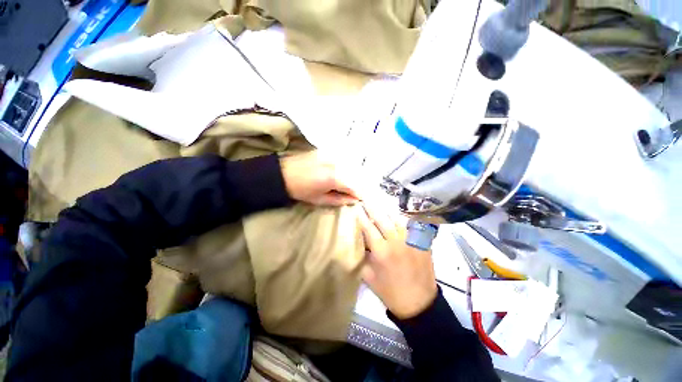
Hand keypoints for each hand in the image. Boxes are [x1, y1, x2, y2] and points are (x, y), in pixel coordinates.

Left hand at [280, 152, 358, 206]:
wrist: (283, 174)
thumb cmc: (301, 190)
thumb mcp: (320, 199)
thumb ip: (340, 200)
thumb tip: (354, 200)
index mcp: (335, 178)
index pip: (356, 187)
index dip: (359, 195)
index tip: (359, 199)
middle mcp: (337, 164)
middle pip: (356, 175)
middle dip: (357, 185)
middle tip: (353, 193)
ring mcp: (333, 155)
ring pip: (351, 166)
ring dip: (352, 176)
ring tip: (347, 184)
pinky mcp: (328, 151)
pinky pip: (342, 160)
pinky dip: (345, 167)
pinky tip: (341, 173)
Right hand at [358, 205, 437, 318]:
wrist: (418, 303)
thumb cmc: (390, 291)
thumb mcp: (368, 277)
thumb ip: (362, 257)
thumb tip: (360, 242)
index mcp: (381, 251)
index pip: (368, 228)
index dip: (361, 216)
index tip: (356, 207)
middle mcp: (396, 241)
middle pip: (382, 219)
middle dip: (372, 208)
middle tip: (365, 199)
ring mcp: (411, 240)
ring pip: (397, 219)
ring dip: (386, 212)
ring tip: (380, 207)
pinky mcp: (422, 243)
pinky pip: (411, 225)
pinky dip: (403, 220)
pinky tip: (398, 217)